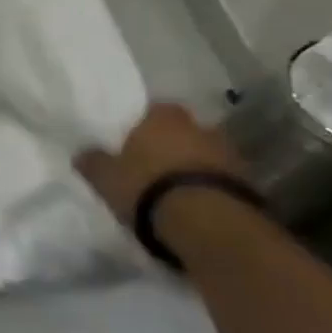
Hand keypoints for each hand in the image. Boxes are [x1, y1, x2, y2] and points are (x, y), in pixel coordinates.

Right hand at [75, 102, 247, 228]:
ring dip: (193, 167)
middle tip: (152, 164)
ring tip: (173, 189)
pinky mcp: (248, 184)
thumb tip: (83, 153)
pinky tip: (193, 204)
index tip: (132, 140)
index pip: (154, 110)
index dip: (143, 124)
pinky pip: (221, 180)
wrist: (206, 223)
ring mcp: (229, 155)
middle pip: (183, 132)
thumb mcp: (104, 176)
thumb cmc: (147, 187)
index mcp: (164, 117)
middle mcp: (200, 127)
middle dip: (171, 145)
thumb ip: (93, 161)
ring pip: (205, 155)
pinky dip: (209, 188)